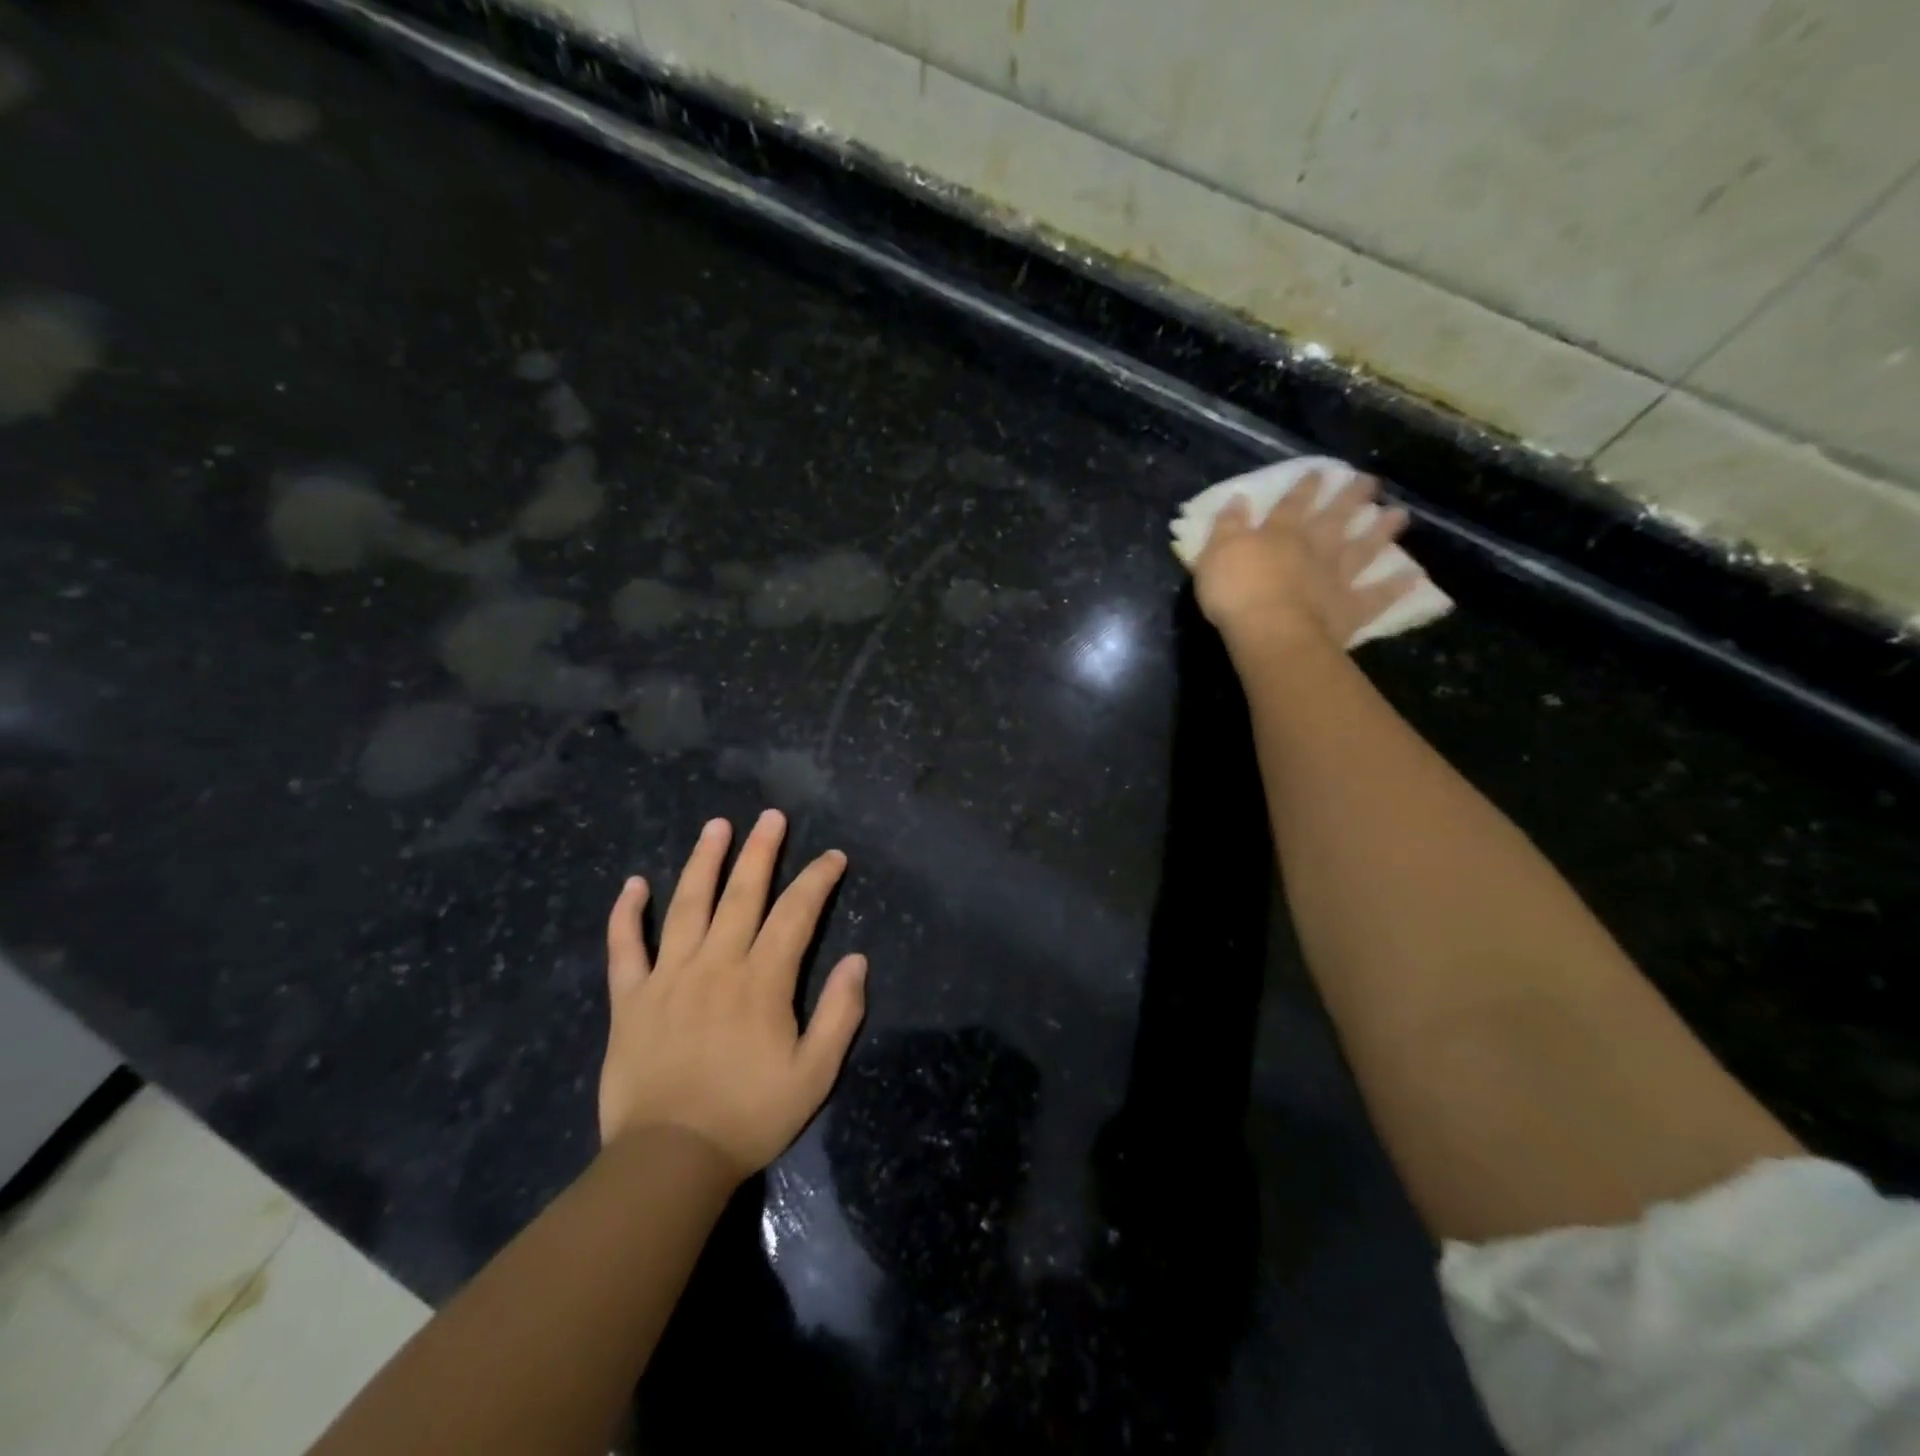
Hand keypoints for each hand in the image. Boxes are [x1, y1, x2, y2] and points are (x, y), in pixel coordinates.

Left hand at [599, 810, 866, 1176]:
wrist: (669, 1161)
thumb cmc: (749, 1116)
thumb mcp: (814, 1074)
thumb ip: (840, 1013)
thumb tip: (857, 960)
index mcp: (762, 981)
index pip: (796, 914)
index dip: (817, 880)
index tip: (833, 857)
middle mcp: (716, 965)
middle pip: (741, 894)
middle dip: (761, 851)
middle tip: (771, 816)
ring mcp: (668, 978)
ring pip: (686, 905)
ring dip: (703, 861)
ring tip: (716, 825)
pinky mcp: (629, 1000)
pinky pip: (624, 948)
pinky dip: (627, 914)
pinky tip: (634, 884)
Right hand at [1192, 471, 1418, 652]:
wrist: (1270, 630)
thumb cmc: (1235, 592)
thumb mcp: (1216, 553)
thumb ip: (1228, 526)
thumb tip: (1237, 498)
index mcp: (1279, 534)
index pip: (1292, 504)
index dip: (1305, 487)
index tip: (1320, 471)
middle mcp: (1313, 548)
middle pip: (1335, 518)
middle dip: (1351, 498)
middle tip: (1370, 480)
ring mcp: (1336, 577)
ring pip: (1363, 548)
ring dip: (1382, 531)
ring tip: (1400, 514)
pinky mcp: (1350, 607)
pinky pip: (1377, 596)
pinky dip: (1396, 587)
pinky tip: (1414, 577)